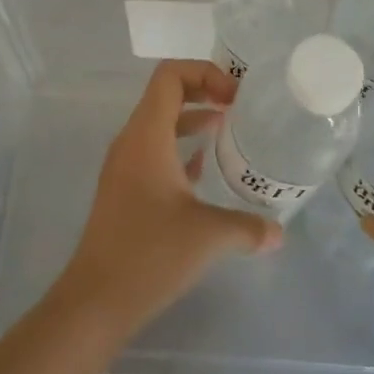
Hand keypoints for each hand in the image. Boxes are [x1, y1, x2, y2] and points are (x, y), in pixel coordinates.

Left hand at [51, 60, 280, 337]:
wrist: (95, 300)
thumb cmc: (149, 254)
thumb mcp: (208, 235)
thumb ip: (248, 227)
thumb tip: (278, 232)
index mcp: (147, 134)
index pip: (170, 75)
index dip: (205, 73)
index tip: (236, 97)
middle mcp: (132, 140)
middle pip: (166, 94)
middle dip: (204, 92)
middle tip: (239, 107)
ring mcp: (124, 165)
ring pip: (160, 124)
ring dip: (193, 120)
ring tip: (229, 132)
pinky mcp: (124, 189)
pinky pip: (154, 151)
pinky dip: (180, 148)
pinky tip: (204, 171)